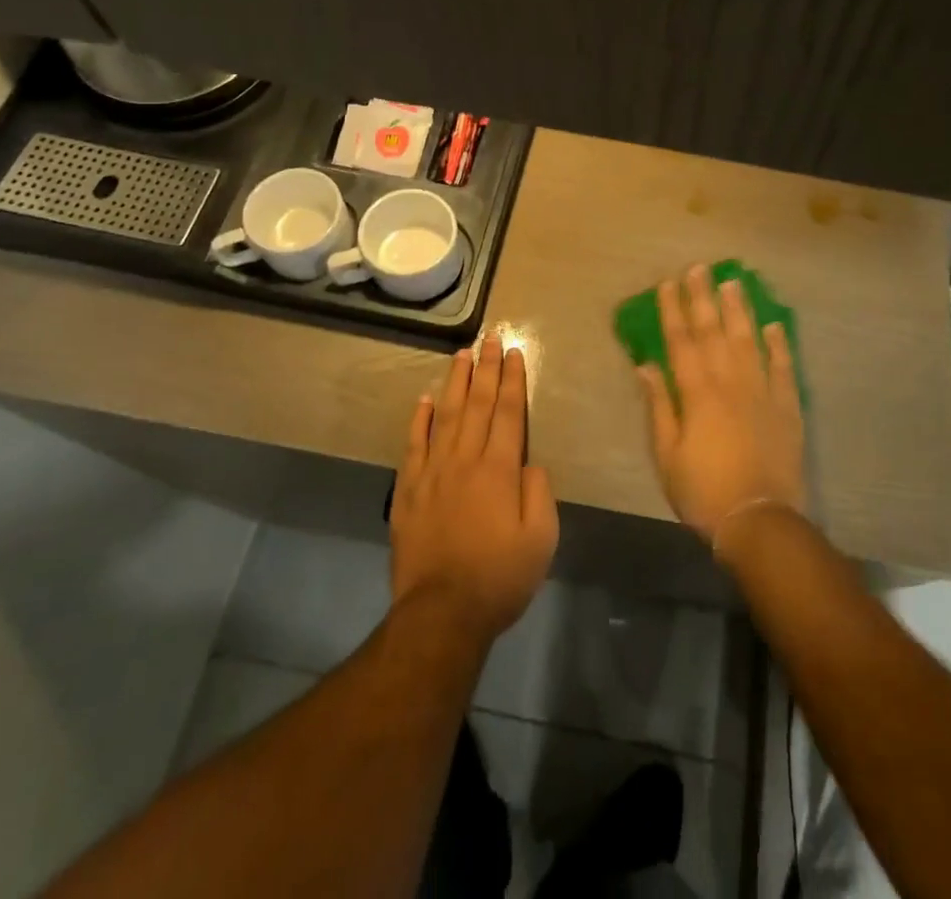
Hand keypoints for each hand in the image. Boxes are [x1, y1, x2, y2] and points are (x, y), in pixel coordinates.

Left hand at [390, 335, 558, 644]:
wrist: (441, 613)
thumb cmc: (499, 577)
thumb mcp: (541, 539)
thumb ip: (538, 492)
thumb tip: (530, 462)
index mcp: (500, 469)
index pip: (509, 413)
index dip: (513, 380)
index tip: (515, 352)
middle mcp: (465, 460)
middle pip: (479, 404)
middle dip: (487, 368)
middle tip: (491, 338)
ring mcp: (433, 472)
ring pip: (446, 415)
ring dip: (456, 382)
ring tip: (462, 355)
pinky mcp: (409, 490)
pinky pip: (414, 444)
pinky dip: (420, 419)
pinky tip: (425, 399)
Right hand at [637, 266, 805, 546]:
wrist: (758, 520)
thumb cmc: (703, 490)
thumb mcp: (667, 454)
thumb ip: (659, 407)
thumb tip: (647, 366)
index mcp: (697, 393)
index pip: (681, 342)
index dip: (673, 311)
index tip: (668, 284)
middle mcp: (730, 383)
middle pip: (714, 332)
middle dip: (704, 298)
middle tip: (699, 268)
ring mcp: (762, 393)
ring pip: (749, 341)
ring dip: (740, 310)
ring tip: (734, 283)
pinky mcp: (787, 408)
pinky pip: (783, 368)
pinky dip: (779, 346)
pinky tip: (774, 326)